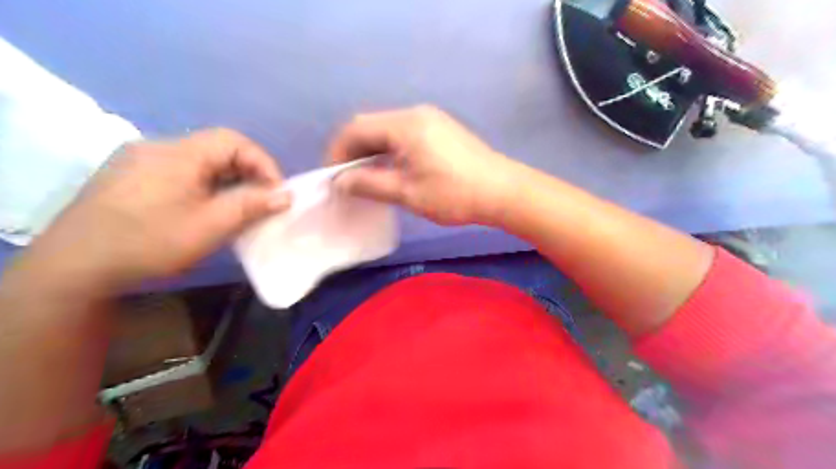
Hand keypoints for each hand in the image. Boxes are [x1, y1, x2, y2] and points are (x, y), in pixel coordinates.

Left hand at [25, 129, 291, 289]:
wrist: (76, 266)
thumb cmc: (151, 241)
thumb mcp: (210, 225)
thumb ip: (251, 205)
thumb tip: (286, 194)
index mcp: (178, 153)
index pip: (233, 141)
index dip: (262, 162)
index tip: (276, 192)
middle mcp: (158, 147)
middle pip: (216, 149)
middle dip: (246, 174)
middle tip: (260, 202)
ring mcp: (140, 161)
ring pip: (199, 162)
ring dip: (226, 181)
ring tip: (237, 208)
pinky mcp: (130, 176)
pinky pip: (180, 172)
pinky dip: (204, 186)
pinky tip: (205, 209)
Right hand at [329, 105, 519, 224]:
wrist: (503, 192)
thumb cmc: (454, 194)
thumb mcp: (408, 193)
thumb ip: (370, 184)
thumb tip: (341, 181)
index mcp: (405, 124)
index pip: (357, 128)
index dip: (338, 151)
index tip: (333, 178)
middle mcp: (416, 114)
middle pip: (371, 125)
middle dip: (353, 151)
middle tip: (347, 180)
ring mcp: (431, 120)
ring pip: (388, 130)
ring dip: (372, 151)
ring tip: (366, 179)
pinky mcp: (441, 130)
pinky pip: (404, 135)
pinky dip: (390, 150)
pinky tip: (391, 171)